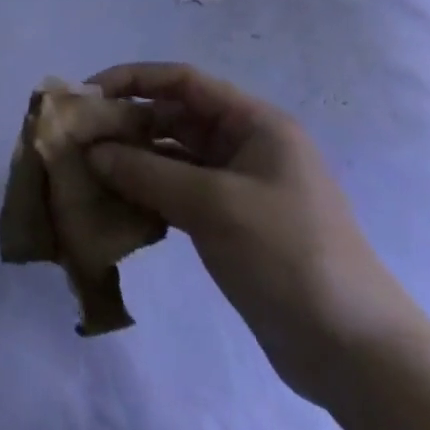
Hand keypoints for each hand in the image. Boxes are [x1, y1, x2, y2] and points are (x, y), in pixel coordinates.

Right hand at [86, 63, 428, 403]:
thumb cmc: (288, 255)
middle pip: (172, 117)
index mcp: (255, 124)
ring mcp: (236, 186)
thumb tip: (92, 152)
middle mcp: (244, 146)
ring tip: (84, 172)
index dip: (133, 79)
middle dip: (124, 123)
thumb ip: (147, 172)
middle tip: (76, 140)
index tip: (87, 97)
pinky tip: (113, 204)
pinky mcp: (227, 222)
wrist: (352, 350)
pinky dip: (144, 192)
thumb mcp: (214, 204)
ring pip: (169, 156)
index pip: (183, 81)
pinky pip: (174, 191)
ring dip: (129, 160)